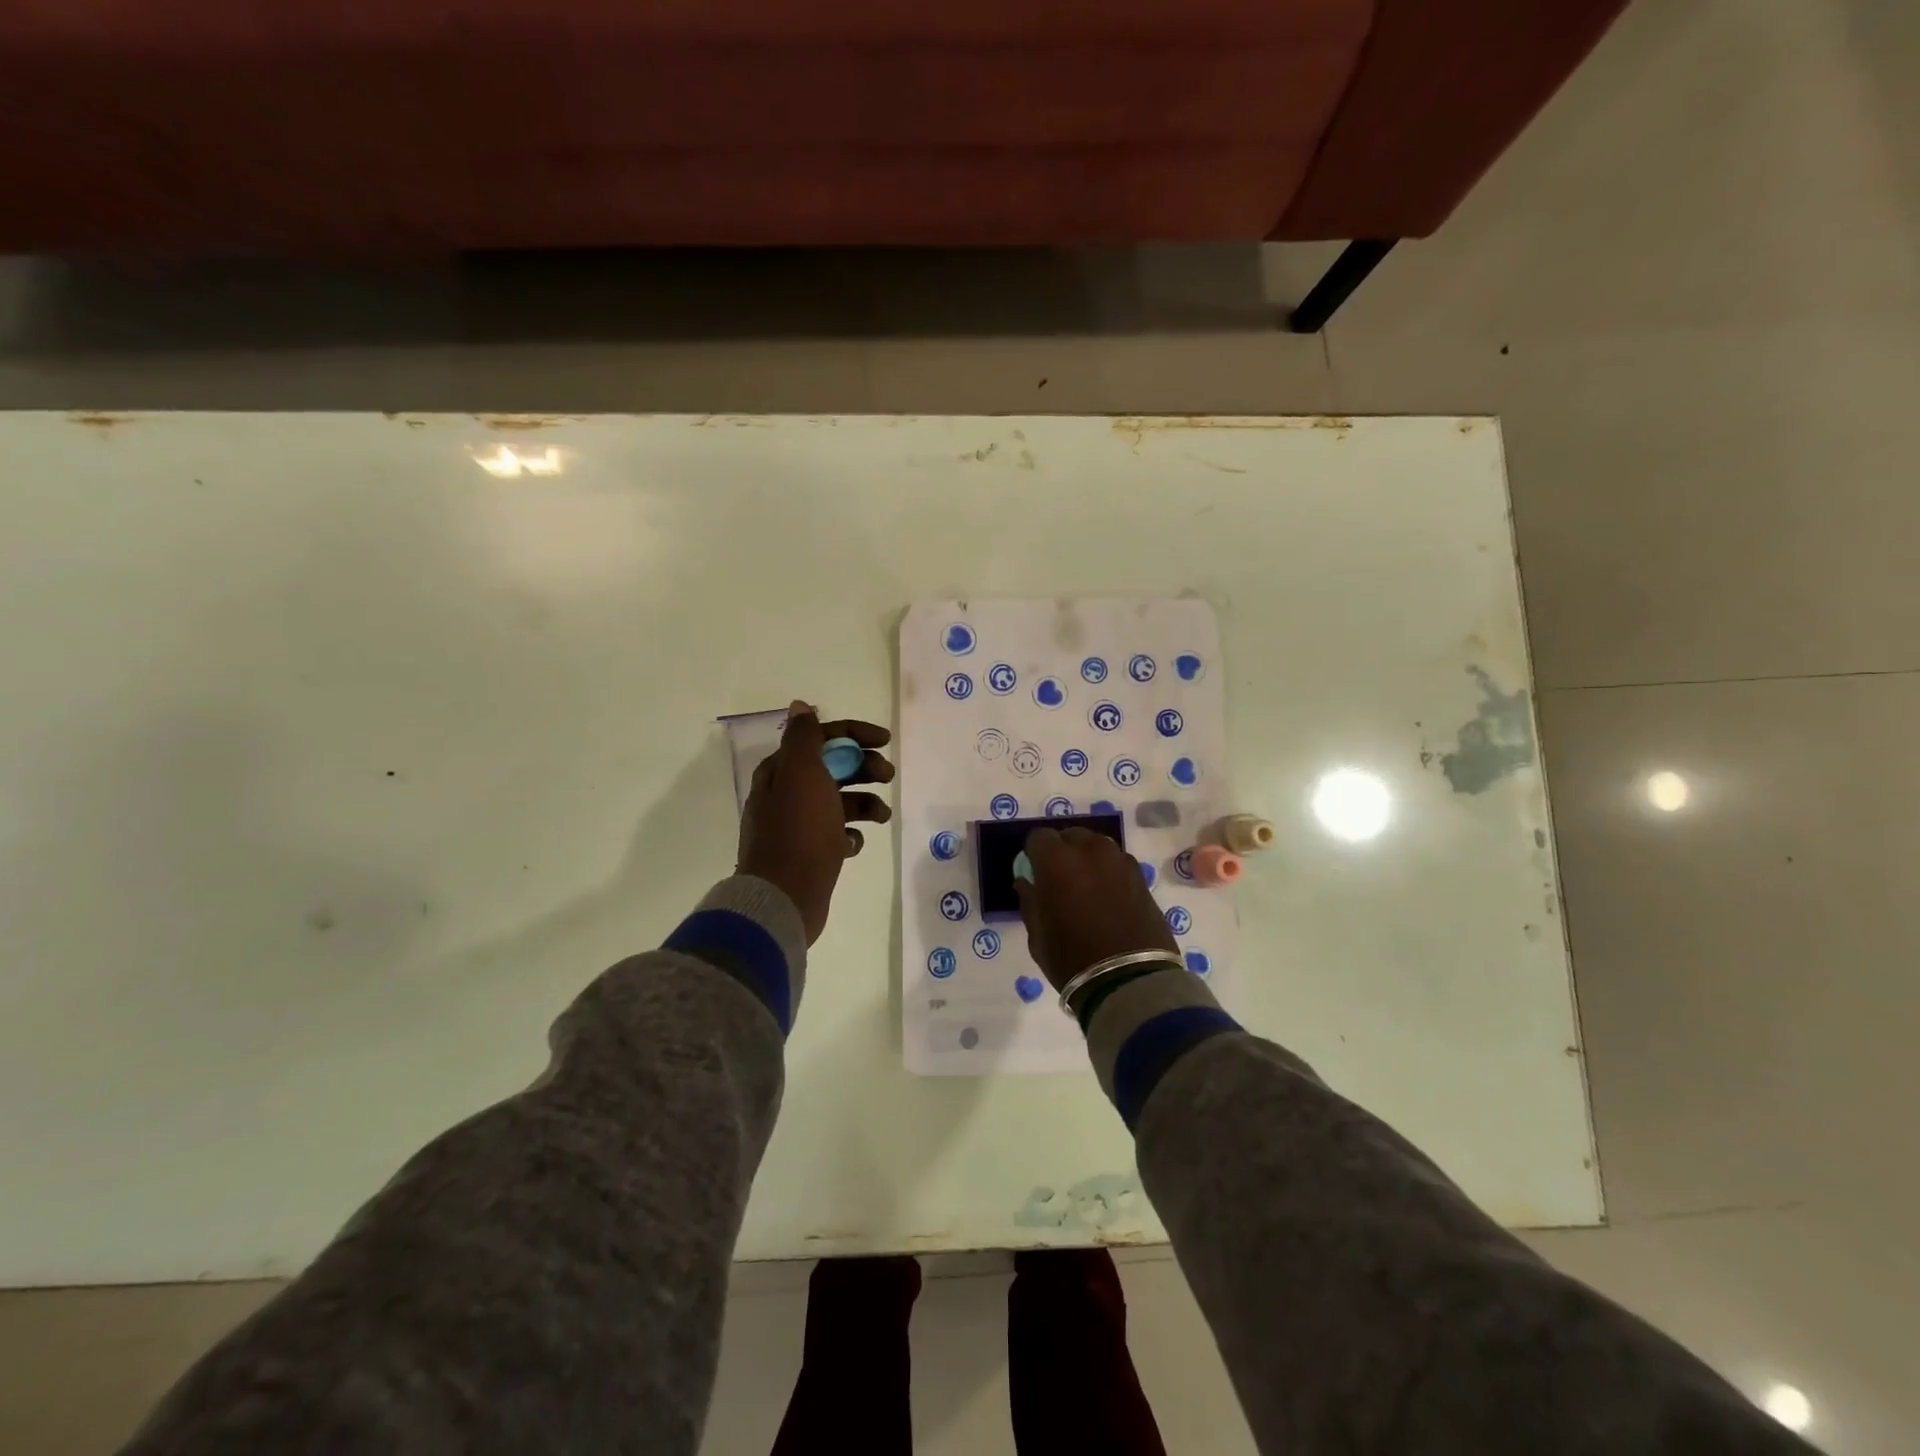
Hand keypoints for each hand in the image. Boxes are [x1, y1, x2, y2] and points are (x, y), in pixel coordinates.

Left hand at [737, 702, 893, 943]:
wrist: (784, 896)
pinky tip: (854, 843)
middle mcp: (786, 794)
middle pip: (832, 768)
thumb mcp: (802, 774)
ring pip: (839, 802)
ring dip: (865, 803)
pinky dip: (851, 834)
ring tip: (882, 816)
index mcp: (782, 771)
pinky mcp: (808, 853)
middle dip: (863, 767)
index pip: (820, 737)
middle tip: (887, 776)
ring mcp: (797, 825)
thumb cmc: (799, 830)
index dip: (854, 734)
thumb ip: (804, 738)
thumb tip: (800, 706)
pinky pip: (837, 833)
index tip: (886, 741)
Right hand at [1014, 827, 1178, 990]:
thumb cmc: (1072, 959)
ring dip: (1087, 857)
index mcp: (1056, 861)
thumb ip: (1030, 901)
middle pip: (1070, 835)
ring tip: (1086, 885)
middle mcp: (1089, 851)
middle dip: (1062, 850)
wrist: (1130, 981)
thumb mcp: (1037, 935)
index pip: (1039, 837)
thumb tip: (1026, 882)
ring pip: (1097, 845)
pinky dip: (1108, 870)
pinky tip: (1107, 895)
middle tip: (1059, 878)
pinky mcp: (1140, 876)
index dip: (1034, 853)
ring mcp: (1119, 861)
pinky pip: (1116, 862)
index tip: (1034, 871)